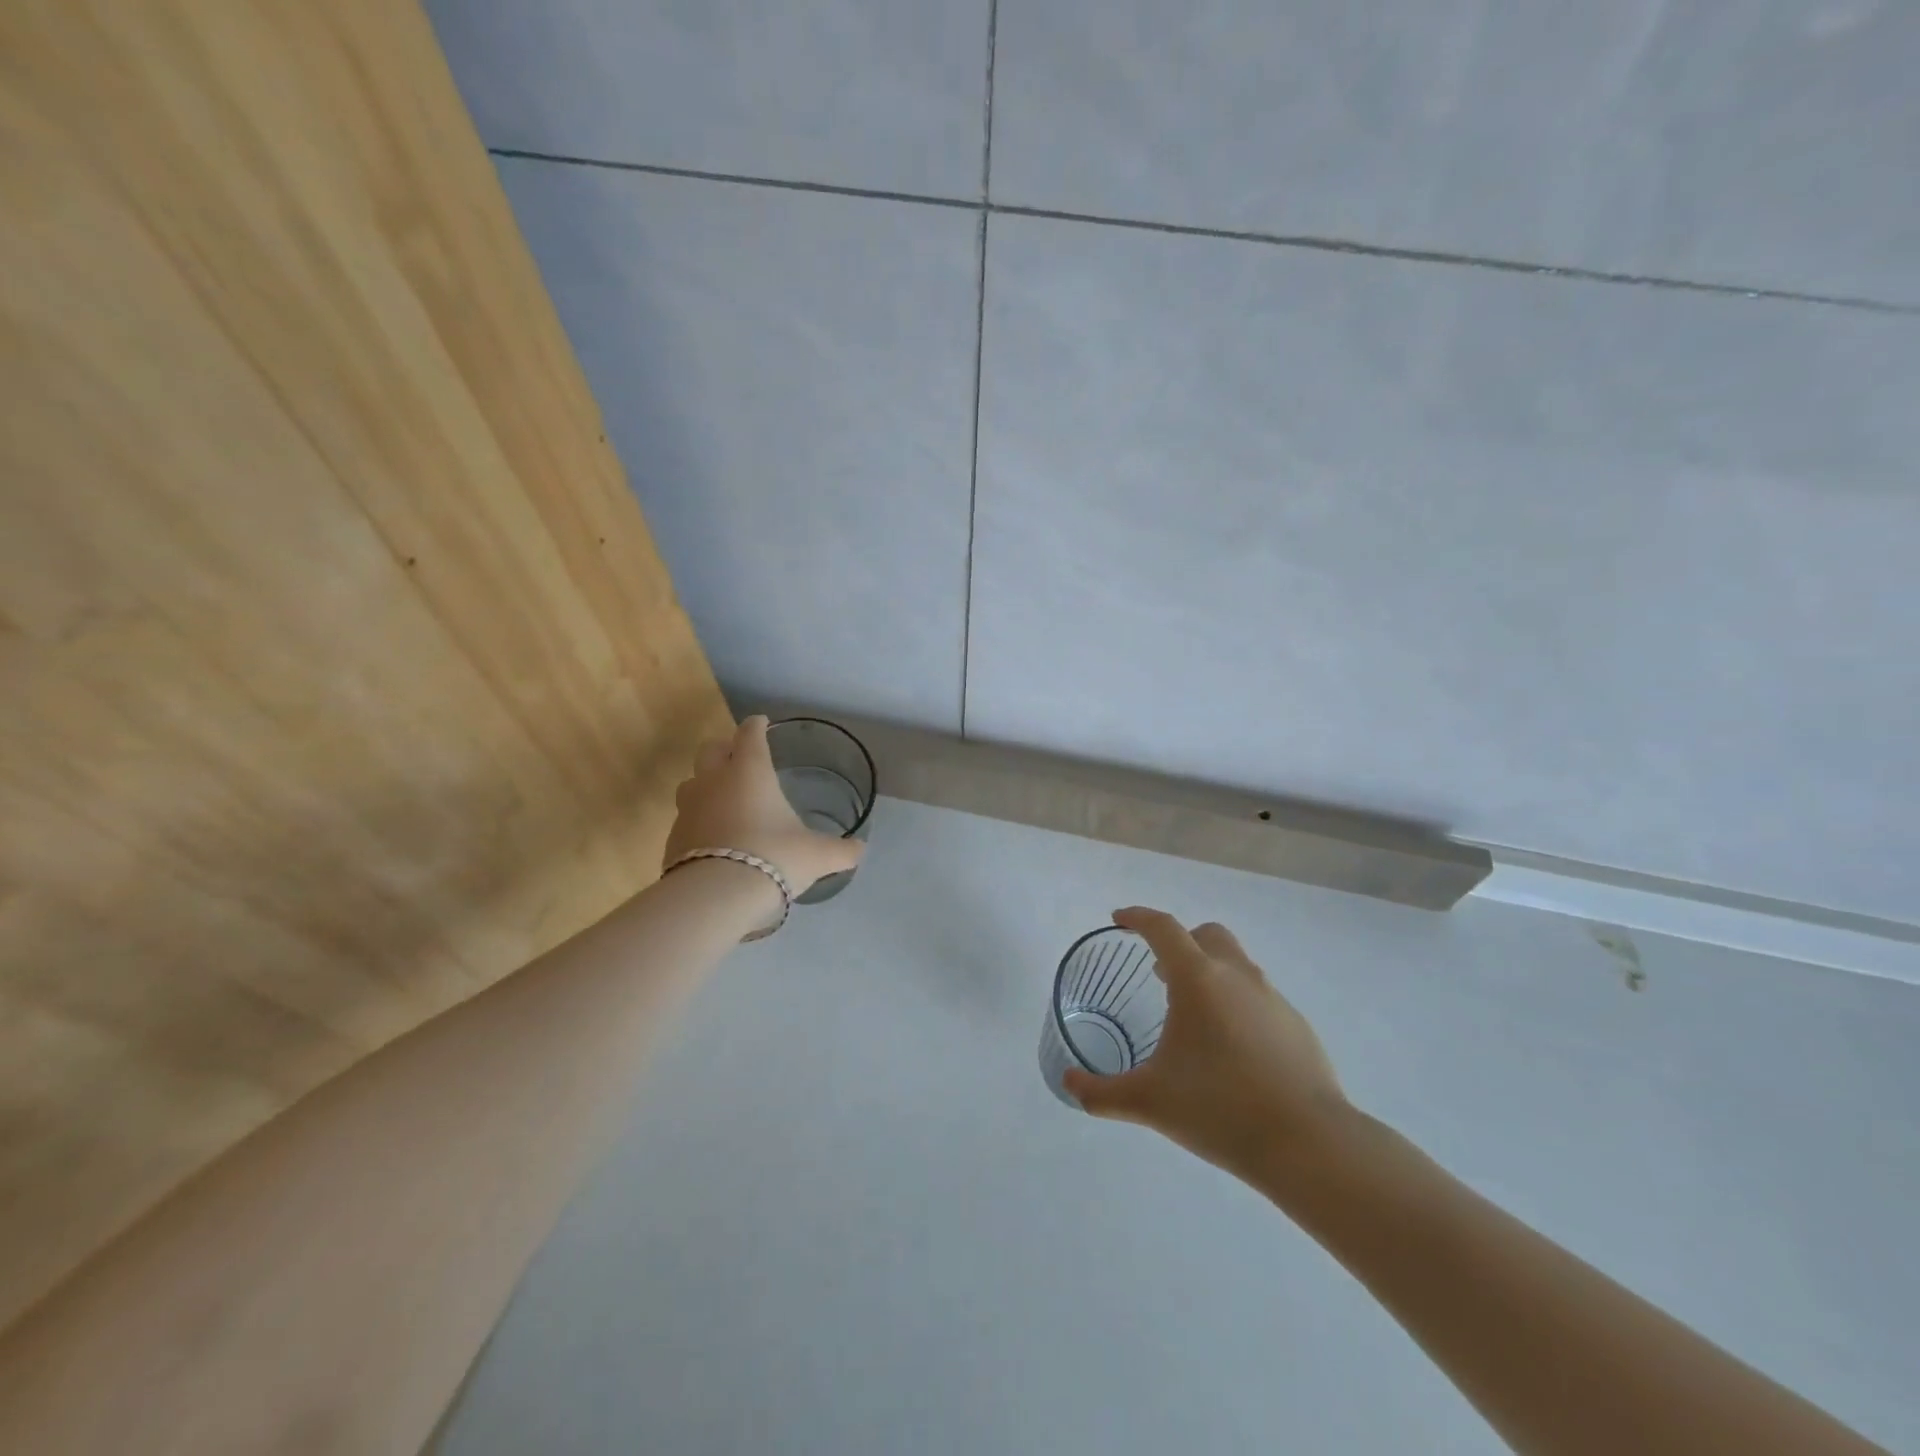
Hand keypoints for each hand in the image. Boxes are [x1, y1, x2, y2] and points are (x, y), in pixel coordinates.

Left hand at [663, 716, 864, 897]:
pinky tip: (714, 838)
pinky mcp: (673, 838)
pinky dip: (699, 821)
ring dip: (706, 784)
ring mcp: (687, 808)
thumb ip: (840, 850)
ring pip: (691, 782)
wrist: (716, 897)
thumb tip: (860, 849)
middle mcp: (714, 781)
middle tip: (741, 758)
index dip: (756, 726)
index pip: (749, 734)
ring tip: (724, 799)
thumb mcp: (817, 855)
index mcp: (749, 771)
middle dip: (725, 749)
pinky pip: (686, 818)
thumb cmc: (774, 858)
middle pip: (710, 749)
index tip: (762, 723)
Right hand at [1063, 907, 1352, 1179]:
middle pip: (1206, 935)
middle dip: (1180, 942)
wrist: (1309, 1144)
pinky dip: (1237, 1003)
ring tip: (1193, 1014)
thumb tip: (1067, 1085)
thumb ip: (1100, 1093)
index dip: (1137, 917)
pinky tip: (1231, 1049)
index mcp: (1198, 979)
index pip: (1162, 928)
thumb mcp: (1149, 1101)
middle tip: (1160, 972)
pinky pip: (1258, 997)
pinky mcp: (1297, 1025)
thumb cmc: (1220, 1109)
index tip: (1119, 920)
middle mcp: (1237, 976)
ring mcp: (1273, 998)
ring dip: (1210, 972)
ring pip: (1236, 964)